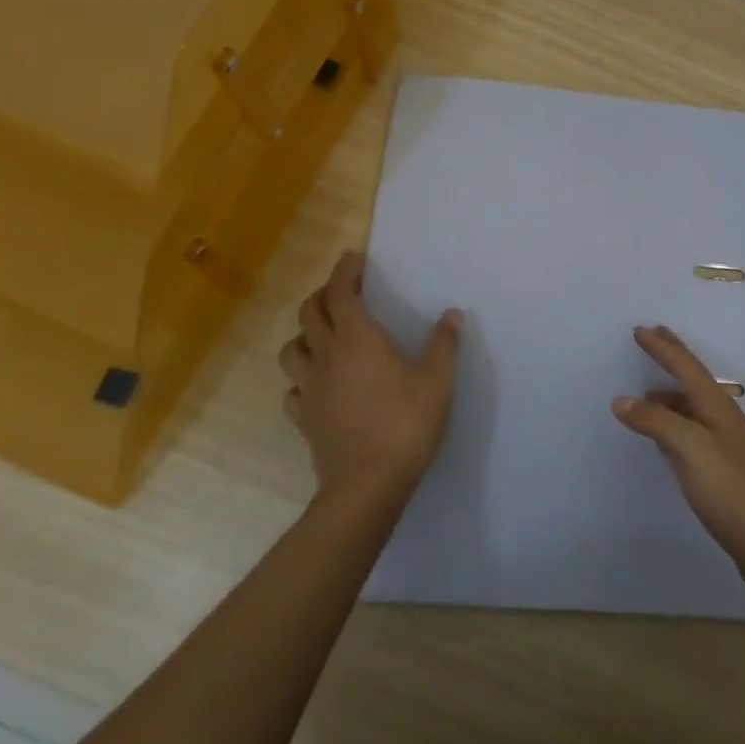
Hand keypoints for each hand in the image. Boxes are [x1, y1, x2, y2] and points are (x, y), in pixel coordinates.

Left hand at [279, 252, 462, 504]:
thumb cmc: (405, 424)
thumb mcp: (437, 381)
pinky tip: (319, 384)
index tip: (352, 259)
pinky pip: (293, 388)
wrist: (367, 484)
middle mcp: (326, 355)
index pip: (341, 292)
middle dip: (323, 295)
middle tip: (342, 293)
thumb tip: (452, 314)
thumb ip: (443, 344)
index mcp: (357, 338)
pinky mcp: (303, 418)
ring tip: (324, 336)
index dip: (344, 271)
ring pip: (291, 348)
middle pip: (309, 313)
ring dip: (305, 334)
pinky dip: (302, 377)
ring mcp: (310, 388)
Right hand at [612, 325, 744, 606]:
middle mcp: (723, 419)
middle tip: (652, 338)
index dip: (663, 348)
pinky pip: (692, 433)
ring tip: (646, 393)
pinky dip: (673, 424)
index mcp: (717, 407)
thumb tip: (621, 400)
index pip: (686, 367)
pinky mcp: (723, 471)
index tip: (640, 330)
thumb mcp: (689, 449)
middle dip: (672, 359)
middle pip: (693, 381)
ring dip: (670, 395)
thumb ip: (655, 422)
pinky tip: (664, 439)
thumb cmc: (731, 489)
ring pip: (692, 408)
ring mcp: (726, 446)